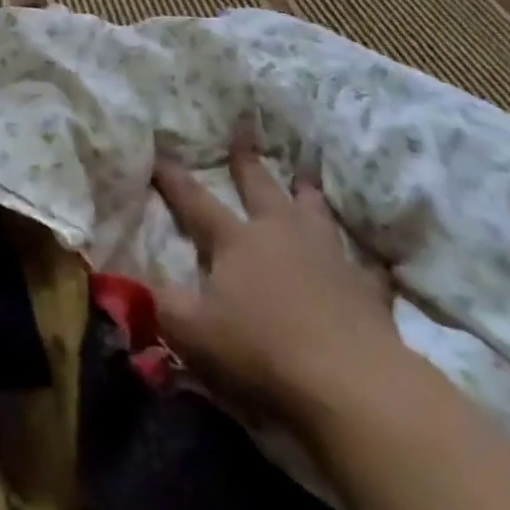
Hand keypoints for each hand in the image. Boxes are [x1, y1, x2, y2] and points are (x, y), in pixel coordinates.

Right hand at [153, 139, 410, 437]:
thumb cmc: (262, 351)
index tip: (159, 152)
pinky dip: (364, 264)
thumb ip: (162, 303)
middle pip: (260, 188)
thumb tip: (138, 280)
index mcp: (236, 241)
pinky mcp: (366, 289)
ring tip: (305, 175)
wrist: (351, 381)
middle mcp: (280, 234)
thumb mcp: (193, 332)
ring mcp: (328, 257)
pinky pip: (366, 269)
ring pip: (314, 213)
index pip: (195, 201)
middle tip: (243, 128)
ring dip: (306, 193)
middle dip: (246, 160)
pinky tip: (372, 263)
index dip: (173, 179)